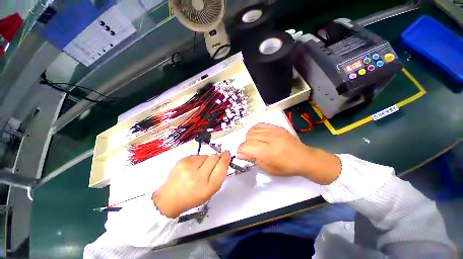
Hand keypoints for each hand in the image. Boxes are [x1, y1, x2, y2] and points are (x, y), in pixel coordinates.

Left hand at [153, 152, 230, 217]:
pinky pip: (196, 155)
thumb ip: (218, 176)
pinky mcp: (182, 161)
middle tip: (214, 162)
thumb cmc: (192, 197)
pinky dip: (197, 160)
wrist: (169, 198)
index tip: (227, 154)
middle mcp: (198, 176)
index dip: (225, 159)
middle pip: (214, 158)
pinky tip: (192, 167)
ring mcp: (189, 167)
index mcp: (207, 187)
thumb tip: (223, 159)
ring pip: (205, 155)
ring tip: (199, 168)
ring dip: (206, 160)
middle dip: (216, 158)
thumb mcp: (209, 191)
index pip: (221, 168)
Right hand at [237, 123, 340, 184]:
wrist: (304, 157)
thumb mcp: (268, 168)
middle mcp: (269, 139)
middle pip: (249, 137)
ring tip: (253, 143)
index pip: (247, 147)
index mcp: (268, 152)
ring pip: (253, 130)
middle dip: (245, 145)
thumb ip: (253, 159)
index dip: (241, 151)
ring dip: (249, 137)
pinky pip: (260, 125)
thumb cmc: (286, 167)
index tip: (242, 154)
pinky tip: (257, 135)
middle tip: (249, 151)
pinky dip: (255, 130)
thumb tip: (240, 154)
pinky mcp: (276, 127)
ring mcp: (273, 131)